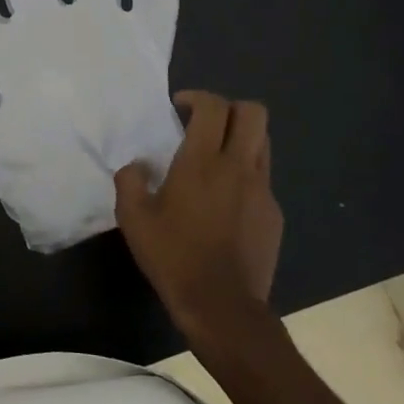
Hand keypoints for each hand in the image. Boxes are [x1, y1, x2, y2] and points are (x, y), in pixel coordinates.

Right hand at [113, 90, 282, 331]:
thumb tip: (137, 166)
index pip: (213, 107)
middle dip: (231, 108)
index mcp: (202, 162)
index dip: (198, 97)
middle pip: (254, 113)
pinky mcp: (273, 214)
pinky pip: (263, 179)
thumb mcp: (133, 220)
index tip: (181, 107)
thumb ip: (129, 182)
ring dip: (242, 138)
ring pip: (263, 143)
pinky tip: (226, 203)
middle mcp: (238, 167)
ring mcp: (262, 190)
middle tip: (206, 124)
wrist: (222, 306)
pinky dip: (246, 176)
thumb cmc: (174, 257)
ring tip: (218, 158)